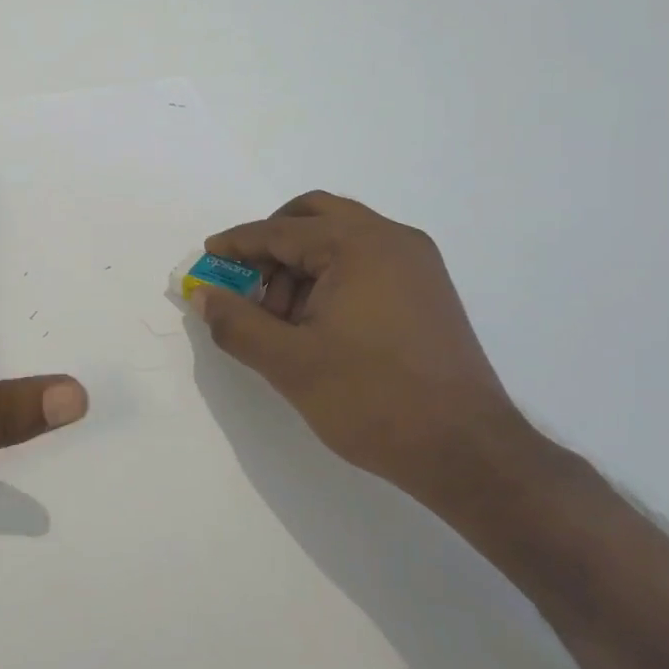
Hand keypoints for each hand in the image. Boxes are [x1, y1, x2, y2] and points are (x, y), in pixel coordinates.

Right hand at [191, 191, 529, 497]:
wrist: (465, 451)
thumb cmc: (371, 399)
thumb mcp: (288, 362)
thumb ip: (236, 323)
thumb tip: (202, 295)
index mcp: (359, 245)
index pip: (280, 231)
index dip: (236, 244)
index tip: (206, 258)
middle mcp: (393, 240)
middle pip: (315, 217)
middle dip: (271, 244)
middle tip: (244, 281)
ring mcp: (417, 265)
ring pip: (340, 240)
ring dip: (300, 265)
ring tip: (279, 320)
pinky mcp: (427, 292)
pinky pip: (365, 262)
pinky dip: (330, 277)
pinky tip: (315, 324)